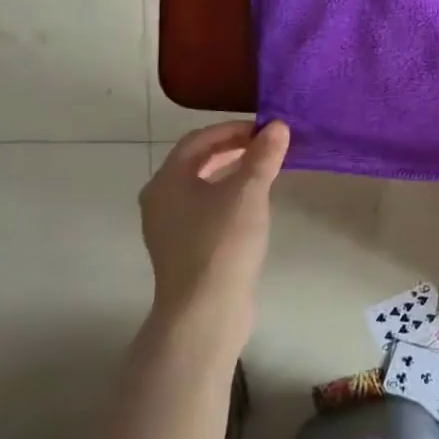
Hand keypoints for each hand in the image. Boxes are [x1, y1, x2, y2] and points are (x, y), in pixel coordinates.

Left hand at [139, 121, 289, 335]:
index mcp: (167, 181)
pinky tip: (252, 205)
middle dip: (232, 148)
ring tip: (264, 171)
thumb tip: (278, 127)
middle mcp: (160, 200)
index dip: (233, 129)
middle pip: (196, 161)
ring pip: (201, 186)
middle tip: (267, 146)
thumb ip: (263, 156)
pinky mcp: (182, 249)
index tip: (266, 130)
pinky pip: (204, 208)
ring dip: (231, 172)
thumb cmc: (222, 242)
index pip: (199, 139)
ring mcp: (169, 227)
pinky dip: (227, 196)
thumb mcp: (249, 192)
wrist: (204, 311)